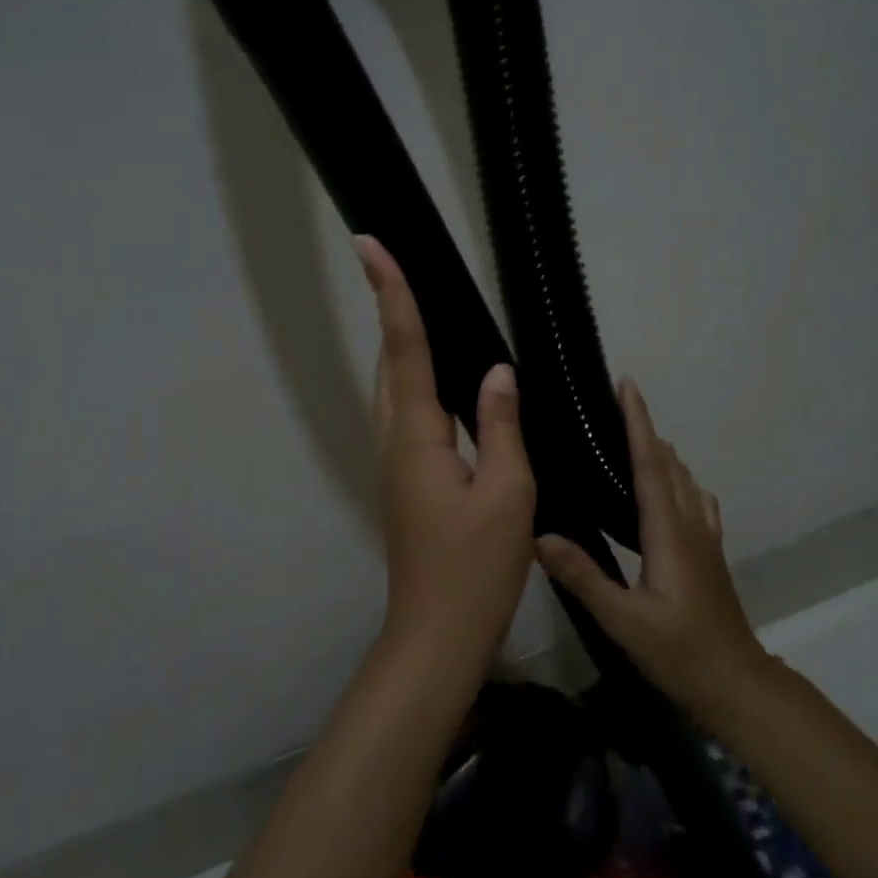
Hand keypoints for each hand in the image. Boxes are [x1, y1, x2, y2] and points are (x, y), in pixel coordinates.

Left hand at [356, 237, 536, 646]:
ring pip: (394, 390)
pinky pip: (408, 416)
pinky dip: (417, 383)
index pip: (405, 348)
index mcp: (417, 437)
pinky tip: (444, 384)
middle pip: (390, 362)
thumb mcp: (506, 493)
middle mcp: (395, 442)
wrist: (438, 632)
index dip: (392, 293)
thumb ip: (501, 426)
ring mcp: (396, 464)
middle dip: (391, 311)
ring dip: (401, 346)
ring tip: (420, 310)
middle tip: (397, 267)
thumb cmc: (475, 567)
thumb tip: (498, 371)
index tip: (370, 244)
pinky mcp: (407, 482)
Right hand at [535, 380, 768, 707]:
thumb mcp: (624, 620)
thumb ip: (583, 577)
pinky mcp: (709, 554)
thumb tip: (539, 536)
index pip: (651, 464)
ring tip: (631, 438)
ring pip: (685, 480)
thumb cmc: (679, 652)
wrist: (736, 684)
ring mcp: (705, 539)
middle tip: (615, 405)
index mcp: (669, 533)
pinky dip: (677, 479)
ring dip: (661, 452)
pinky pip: (694, 500)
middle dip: (645, 428)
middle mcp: (690, 525)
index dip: (638, 422)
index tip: (627, 385)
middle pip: (670, 463)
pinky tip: (666, 490)